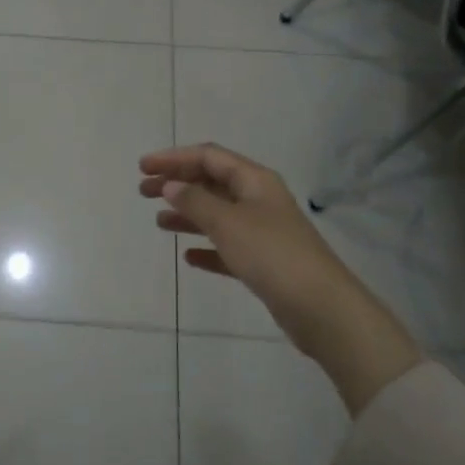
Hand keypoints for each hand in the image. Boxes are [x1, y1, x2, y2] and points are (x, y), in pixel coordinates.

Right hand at [140, 144, 420, 412]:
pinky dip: (207, 248)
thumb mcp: (228, 222)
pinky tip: (189, 258)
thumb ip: (195, 201)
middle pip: (212, 183)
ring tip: (159, 222)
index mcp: (255, 180)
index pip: (209, 157)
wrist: (321, 308)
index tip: (143, 168)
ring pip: (218, 214)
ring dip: (188, 214)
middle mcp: (259, 200)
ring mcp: (263, 231)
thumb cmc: (272, 254)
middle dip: (177, 184)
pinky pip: (228, 247)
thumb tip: (171, 185)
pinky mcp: (264, 263)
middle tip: (143, 192)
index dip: (174, 158)